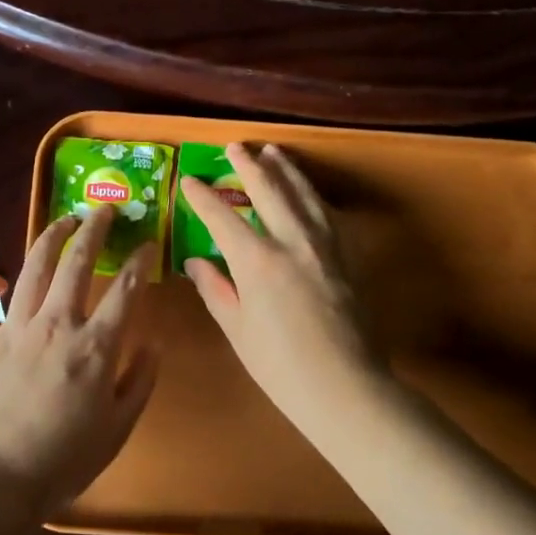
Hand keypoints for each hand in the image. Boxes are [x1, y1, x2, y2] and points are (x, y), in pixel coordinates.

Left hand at [0, 206, 159, 520]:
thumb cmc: (65, 460)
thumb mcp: (119, 428)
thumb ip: (139, 380)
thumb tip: (153, 341)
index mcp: (95, 346)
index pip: (126, 289)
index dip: (140, 260)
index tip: (147, 243)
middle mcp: (56, 325)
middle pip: (77, 263)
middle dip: (93, 230)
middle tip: (102, 210)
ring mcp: (14, 329)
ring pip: (33, 268)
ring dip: (50, 238)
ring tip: (62, 220)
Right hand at [180, 143, 382, 435]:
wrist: (345, 387)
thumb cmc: (280, 366)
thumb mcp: (237, 329)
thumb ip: (215, 289)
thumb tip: (195, 262)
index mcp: (258, 261)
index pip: (222, 217)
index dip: (202, 196)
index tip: (189, 180)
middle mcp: (292, 241)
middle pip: (270, 190)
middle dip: (250, 165)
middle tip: (235, 147)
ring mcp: (325, 246)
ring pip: (304, 194)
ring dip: (287, 170)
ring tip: (275, 153)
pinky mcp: (346, 257)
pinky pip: (327, 214)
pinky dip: (313, 196)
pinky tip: (308, 193)